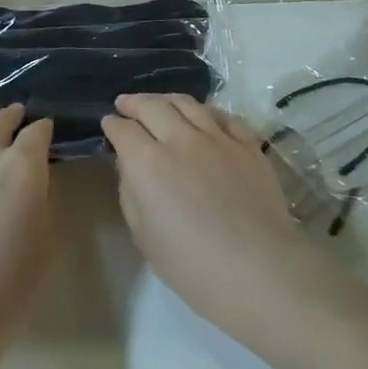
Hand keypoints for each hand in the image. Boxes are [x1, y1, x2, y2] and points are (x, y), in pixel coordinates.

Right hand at [102, 93, 342, 346]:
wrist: (258, 268)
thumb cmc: (192, 266)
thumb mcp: (144, 236)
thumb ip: (131, 193)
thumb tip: (130, 167)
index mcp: (148, 163)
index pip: (123, 130)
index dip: (112, 125)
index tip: (109, 124)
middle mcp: (180, 139)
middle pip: (153, 106)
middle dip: (134, 102)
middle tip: (126, 104)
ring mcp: (218, 137)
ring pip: (188, 103)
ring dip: (168, 100)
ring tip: (161, 102)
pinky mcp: (248, 143)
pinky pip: (224, 116)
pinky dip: (207, 111)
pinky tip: (204, 116)